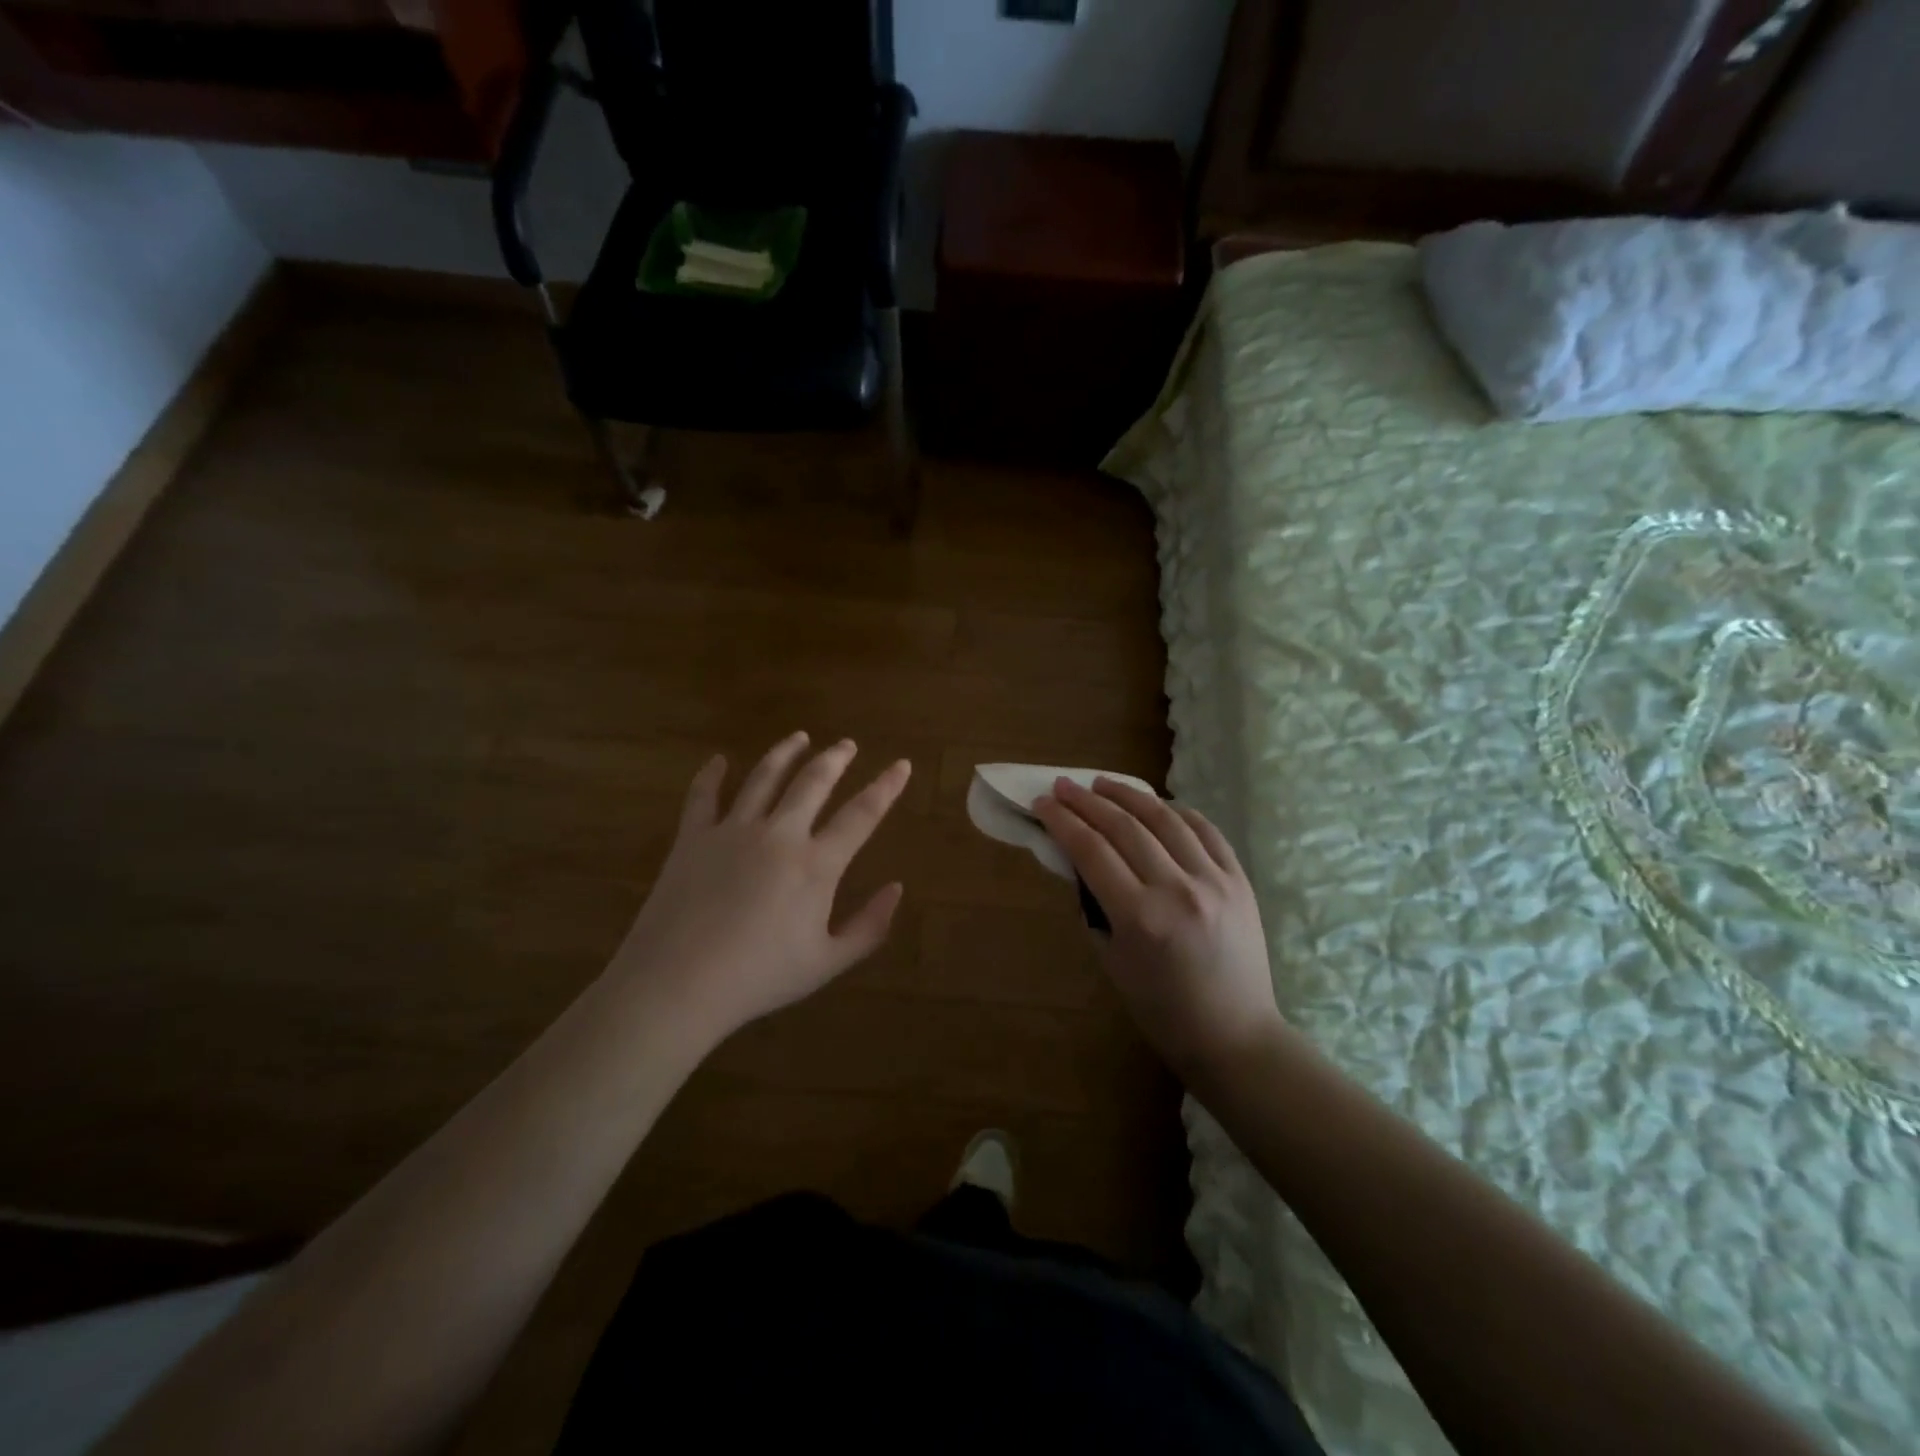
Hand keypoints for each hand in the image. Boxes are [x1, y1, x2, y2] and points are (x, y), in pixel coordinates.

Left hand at [613, 733, 910, 1044]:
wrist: (678, 984)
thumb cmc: (759, 977)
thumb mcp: (827, 963)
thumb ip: (869, 926)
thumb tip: (897, 889)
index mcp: (816, 864)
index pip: (862, 814)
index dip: (886, 787)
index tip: (902, 764)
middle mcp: (779, 834)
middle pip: (813, 782)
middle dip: (835, 758)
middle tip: (847, 744)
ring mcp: (732, 830)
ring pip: (764, 777)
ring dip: (785, 753)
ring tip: (799, 738)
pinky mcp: (693, 837)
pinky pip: (703, 795)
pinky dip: (711, 774)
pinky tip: (718, 761)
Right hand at [1035, 778, 1283, 1082]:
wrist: (1234, 1035)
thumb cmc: (1161, 1008)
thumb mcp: (1112, 960)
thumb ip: (1095, 905)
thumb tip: (1080, 861)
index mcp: (1140, 918)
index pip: (1091, 850)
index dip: (1062, 821)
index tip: (1042, 803)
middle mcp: (1177, 890)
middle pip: (1124, 827)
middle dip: (1086, 802)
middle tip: (1063, 786)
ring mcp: (1214, 881)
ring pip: (1165, 819)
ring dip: (1129, 795)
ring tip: (1103, 784)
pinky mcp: (1239, 880)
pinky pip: (1205, 830)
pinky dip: (1176, 811)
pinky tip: (1155, 804)